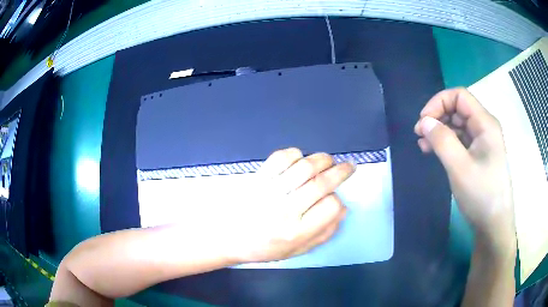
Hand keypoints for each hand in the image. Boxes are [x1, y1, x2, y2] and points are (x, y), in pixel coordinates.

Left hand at [228, 148, 354, 262]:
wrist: (229, 237)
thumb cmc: (265, 248)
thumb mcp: (297, 250)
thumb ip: (324, 233)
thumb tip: (343, 208)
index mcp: (296, 232)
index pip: (330, 207)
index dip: (338, 201)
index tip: (335, 199)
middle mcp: (285, 210)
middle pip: (321, 183)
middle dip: (341, 171)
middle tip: (349, 166)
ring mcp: (270, 191)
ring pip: (305, 166)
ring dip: (322, 159)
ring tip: (329, 161)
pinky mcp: (258, 178)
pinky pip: (281, 157)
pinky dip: (295, 153)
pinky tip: (300, 158)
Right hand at [414, 88, 515, 253]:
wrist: (494, 225)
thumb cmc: (481, 196)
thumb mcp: (460, 168)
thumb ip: (442, 141)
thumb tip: (423, 121)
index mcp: (485, 123)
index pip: (459, 96)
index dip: (438, 102)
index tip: (423, 121)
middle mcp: (485, 127)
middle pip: (458, 109)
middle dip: (437, 117)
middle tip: (419, 135)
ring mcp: (483, 142)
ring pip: (458, 125)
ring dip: (440, 131)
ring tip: (423, 145)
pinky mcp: (479, 155)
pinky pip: (461, 140)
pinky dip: (446, 143)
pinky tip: (435, 152)